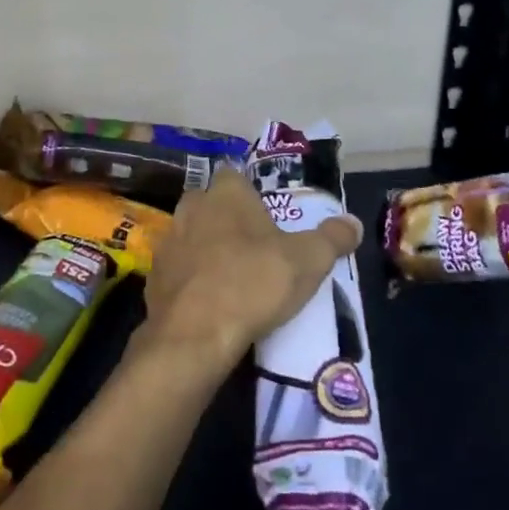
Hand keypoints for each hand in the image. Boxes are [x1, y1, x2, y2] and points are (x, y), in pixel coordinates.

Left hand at [137, 167, 361, 377]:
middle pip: (211, 204)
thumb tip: (353, 223)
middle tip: (253, 248)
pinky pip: (178, 269)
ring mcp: (169, 240)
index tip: (265, 215)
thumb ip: (332, 239)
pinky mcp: (155, 276)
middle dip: (228, 220)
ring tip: (232, 278)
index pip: (235, 175)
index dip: (249, 193)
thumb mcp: (307, 261)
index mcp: (227, 193)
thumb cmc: (253, 283)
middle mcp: (192, 206)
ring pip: (192, 235)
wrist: (193, 334)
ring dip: (207, 249)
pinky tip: (208, 303)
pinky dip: (191, 280)